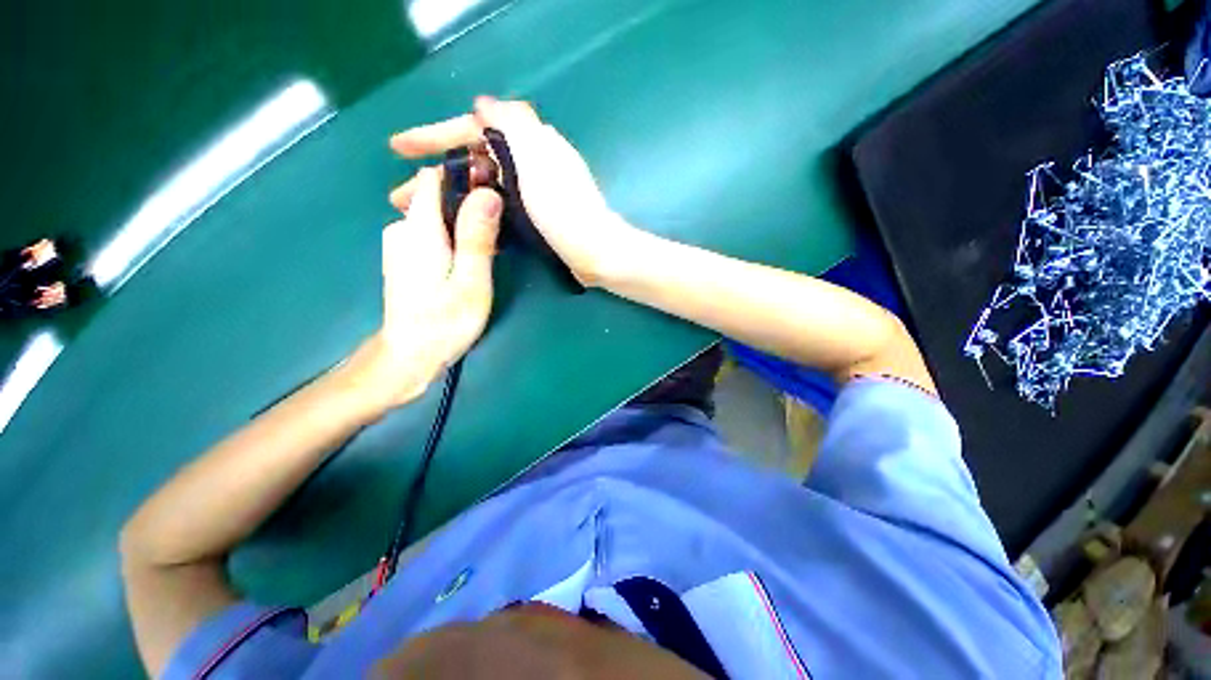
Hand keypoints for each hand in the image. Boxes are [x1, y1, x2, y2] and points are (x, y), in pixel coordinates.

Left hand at [341, 168, 501, 413]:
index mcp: (419, 228)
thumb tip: (489, 192)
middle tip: (500, 226)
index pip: (434, 178)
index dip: (464, 174)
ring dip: (463, 221)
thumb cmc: (445, 322)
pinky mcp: (404, 258)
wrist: (410, 356)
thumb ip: (477, 237)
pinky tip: (469, 257)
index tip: (494, 185)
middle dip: (468, 202)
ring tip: (491, 244)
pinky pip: (430, 232)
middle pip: (436, 195)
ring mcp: (400, 243)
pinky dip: (452, 235)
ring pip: (435, 214)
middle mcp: (402, 228)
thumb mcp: (471, 281)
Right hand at [389, 97, 638, 285]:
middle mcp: (530, 161)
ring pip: (484, 185)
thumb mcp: (537, 158)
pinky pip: (498, 206)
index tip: (398, 148)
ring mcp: (533, 190)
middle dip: (437, 174)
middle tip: (400, 196)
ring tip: (421, 215)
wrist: (595, 250)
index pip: (472, 128)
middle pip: (474, 159)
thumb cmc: (564, 209)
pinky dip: (478, 212)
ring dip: (452, 196)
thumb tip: (484, 104)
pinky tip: (460, 225)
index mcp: (529, 142)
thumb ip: (512, 124)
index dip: (434, 135)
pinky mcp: (537, 215)